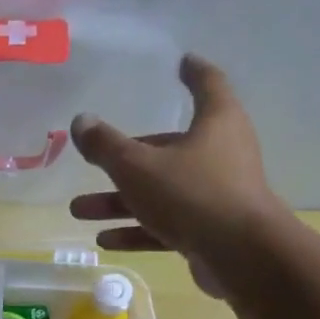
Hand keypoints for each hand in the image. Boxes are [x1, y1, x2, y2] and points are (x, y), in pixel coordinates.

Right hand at [67, 54, 274, 295]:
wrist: (240, 255)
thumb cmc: (191, 195)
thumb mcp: (138, 167)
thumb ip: (106, 146)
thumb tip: (81, 121)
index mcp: (215, 122)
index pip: (207, 84)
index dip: (192, 73)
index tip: (181, 63)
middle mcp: (221, 153)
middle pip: (167, 149)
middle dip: (124, 160)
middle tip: (93, 163)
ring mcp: (216, 195)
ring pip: (160, 192)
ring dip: (120, 202)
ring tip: (80, 211)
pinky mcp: (210, 231)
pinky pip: (167, 225)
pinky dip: (138, 230)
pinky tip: (105, 241)